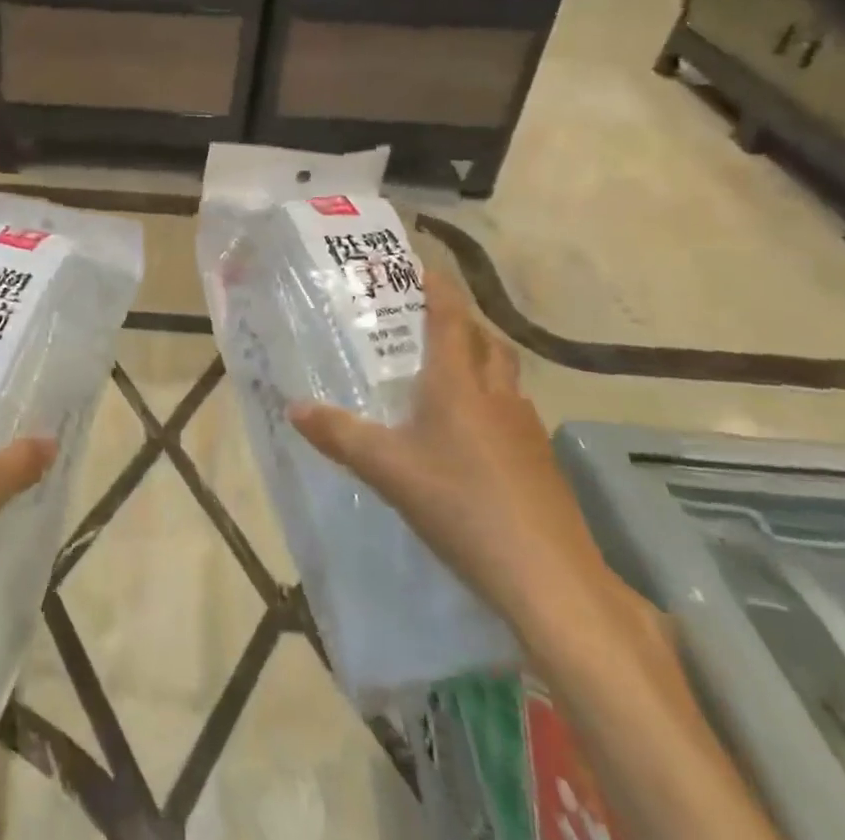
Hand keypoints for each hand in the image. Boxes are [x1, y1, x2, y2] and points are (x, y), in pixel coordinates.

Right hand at [286, 275, 631, 649]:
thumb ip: (339, 435)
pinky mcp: (543, 466)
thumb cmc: (460, 505)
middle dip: (464, 324)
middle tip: (431, 325)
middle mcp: (497, 396)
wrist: (550, 578)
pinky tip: (474, 442)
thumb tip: (294, 407)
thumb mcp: (387, 469)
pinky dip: (494, 408)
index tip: (422, 267)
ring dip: (482, 365)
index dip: (438, 288)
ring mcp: (528, 431)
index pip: (450, 317)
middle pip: (487, 342)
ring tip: (450, 380)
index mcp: (458, 384)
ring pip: (506, 379)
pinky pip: (515, 416)